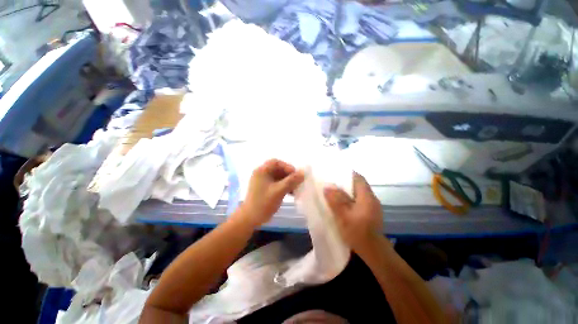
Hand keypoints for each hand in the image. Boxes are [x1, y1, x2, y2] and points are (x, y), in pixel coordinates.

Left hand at [241, 159, 304, 226]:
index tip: (295, 174)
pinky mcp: (265, 188)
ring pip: (278, 177)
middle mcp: (262, 174)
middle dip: (288, 175)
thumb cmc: (263, 203)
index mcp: (262, 171)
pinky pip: (277, 183)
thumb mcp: (279, 191)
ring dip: (288, 181)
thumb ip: (291, 181)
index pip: (276, 162)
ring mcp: (263, 181)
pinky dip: (284, 186)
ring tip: (296, 188)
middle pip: (278, 169)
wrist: (250, 219)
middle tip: (297, 182)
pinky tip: (291, 193)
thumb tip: (303, 173)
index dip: (287, 166)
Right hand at [324, 173, 382, 252]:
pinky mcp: (369, 213)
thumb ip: (336, 200)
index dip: (347, 173)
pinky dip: (349, 200)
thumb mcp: (344, 216)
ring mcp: (372, 207)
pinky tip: (341, 205)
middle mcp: (371, 199)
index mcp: (367, 197)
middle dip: (344, 183)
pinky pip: (358, 201)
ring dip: (346, 192)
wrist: (374, 252)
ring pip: (357, 194)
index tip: (335, 173)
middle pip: (357, 185)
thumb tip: (327, 186)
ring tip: (333, 193)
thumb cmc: (358, 233)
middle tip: (330, 183)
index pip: (359, 178)